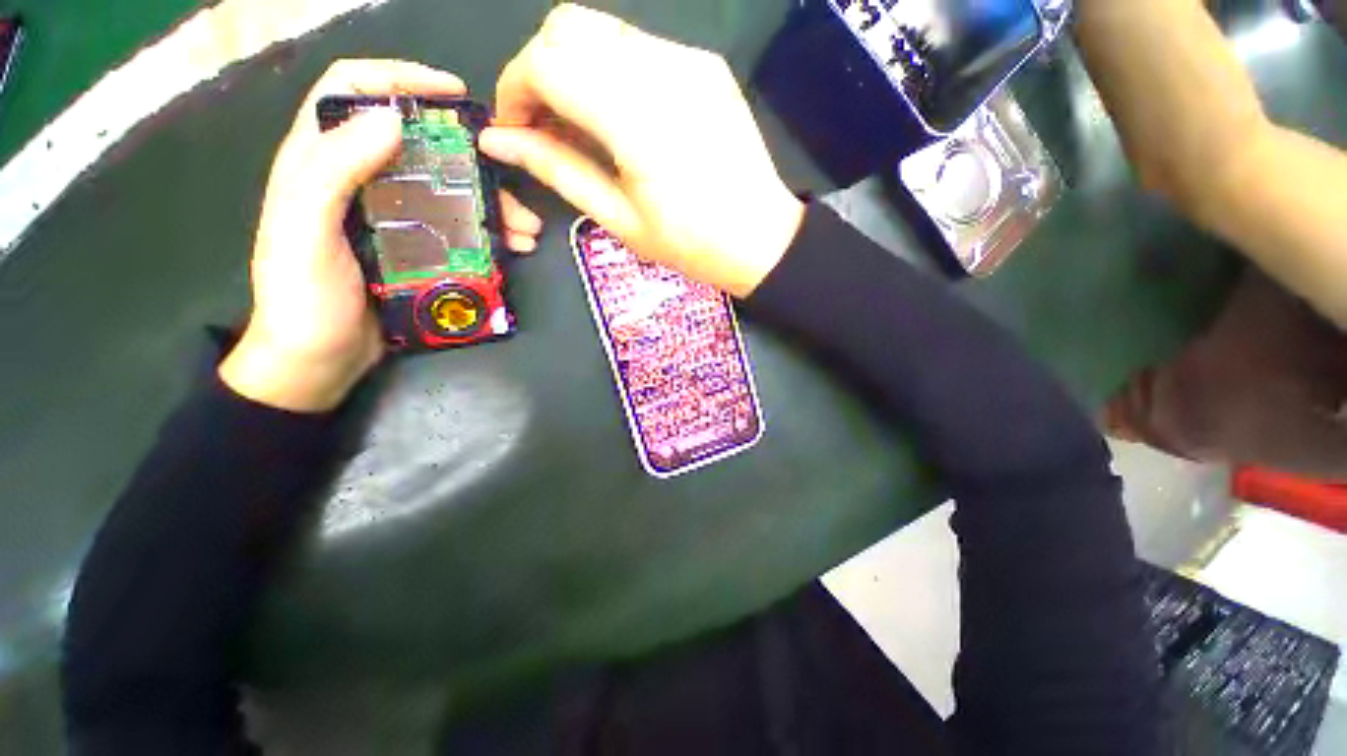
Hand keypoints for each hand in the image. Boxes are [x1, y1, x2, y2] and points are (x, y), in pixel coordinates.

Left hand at [221, 60, 544, 412]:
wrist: (317, 362)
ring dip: (492, 204)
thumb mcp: (303, 232)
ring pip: (448, 192)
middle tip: (511, 178)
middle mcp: (358, 181)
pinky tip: (515, 247)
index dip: (400, 78)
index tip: (454, 94)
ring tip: (527, 229)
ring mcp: (392, 219)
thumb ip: (332, 170)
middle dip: (470, 158)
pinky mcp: (417, 252)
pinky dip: (490, 235)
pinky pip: (459, 230)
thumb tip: (391, 118)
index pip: (352, 91)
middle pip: (417, 146)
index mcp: (320, 162)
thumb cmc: (302, 300)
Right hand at [479, 4, 804, 297]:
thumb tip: (499, 141)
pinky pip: (638, 47)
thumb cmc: (691, 244)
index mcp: (639, 120)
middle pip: (567, 26)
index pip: (547, 61)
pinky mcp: (704, 65)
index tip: (515, 131)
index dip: (515, 89)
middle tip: (544, 127)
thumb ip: (558, 171)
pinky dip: (609, 72)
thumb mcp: (620, 219)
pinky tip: (619, 118)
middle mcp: (663, 70)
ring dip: (572, 69)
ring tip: (579, 126)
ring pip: (601, 30)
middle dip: (537, 71)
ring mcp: (689, 61)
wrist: (760, 238)